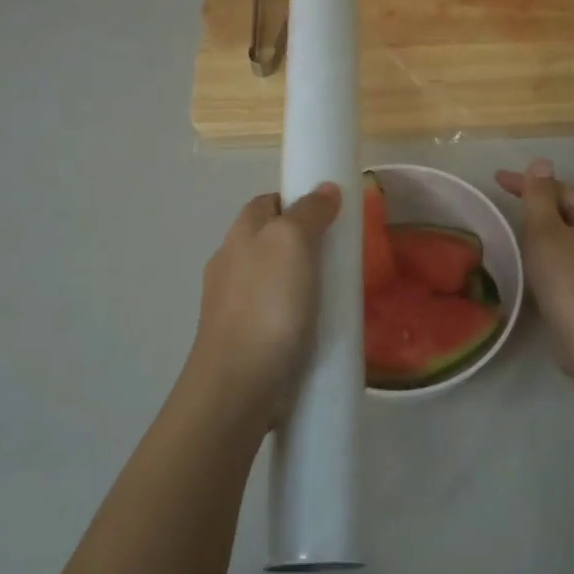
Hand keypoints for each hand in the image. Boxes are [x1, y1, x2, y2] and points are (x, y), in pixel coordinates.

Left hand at [185, 184, 341, 430]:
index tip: (332, 216)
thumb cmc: (267, 305)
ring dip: (304, 283)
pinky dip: (298, 315)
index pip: (268, 202)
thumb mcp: (291, 243)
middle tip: (342, 257)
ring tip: (337, 294)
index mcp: (239, 235)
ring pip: (275, 280)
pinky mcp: (246, 339)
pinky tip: (319, 328)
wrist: (239, 385)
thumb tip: (325, 189)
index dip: (299, 201)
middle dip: (306, 244)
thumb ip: (308, 212)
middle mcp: (231, 265)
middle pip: (272, 241)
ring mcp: (235, 305)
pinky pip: (277, 315)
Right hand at [496, 160, 573, 373]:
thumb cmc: (566, 277)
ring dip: (545, 230)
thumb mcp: (546, 230)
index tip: (497, 180)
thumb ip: (540, 196)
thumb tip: (542, 162)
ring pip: (570, 237)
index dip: (528, 182)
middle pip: (569, 211)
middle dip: (539, 204)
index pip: (559, 188)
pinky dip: (550, 254)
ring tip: (518, 232)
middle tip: (508, 203)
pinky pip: (569, 261)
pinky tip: (537, 266)